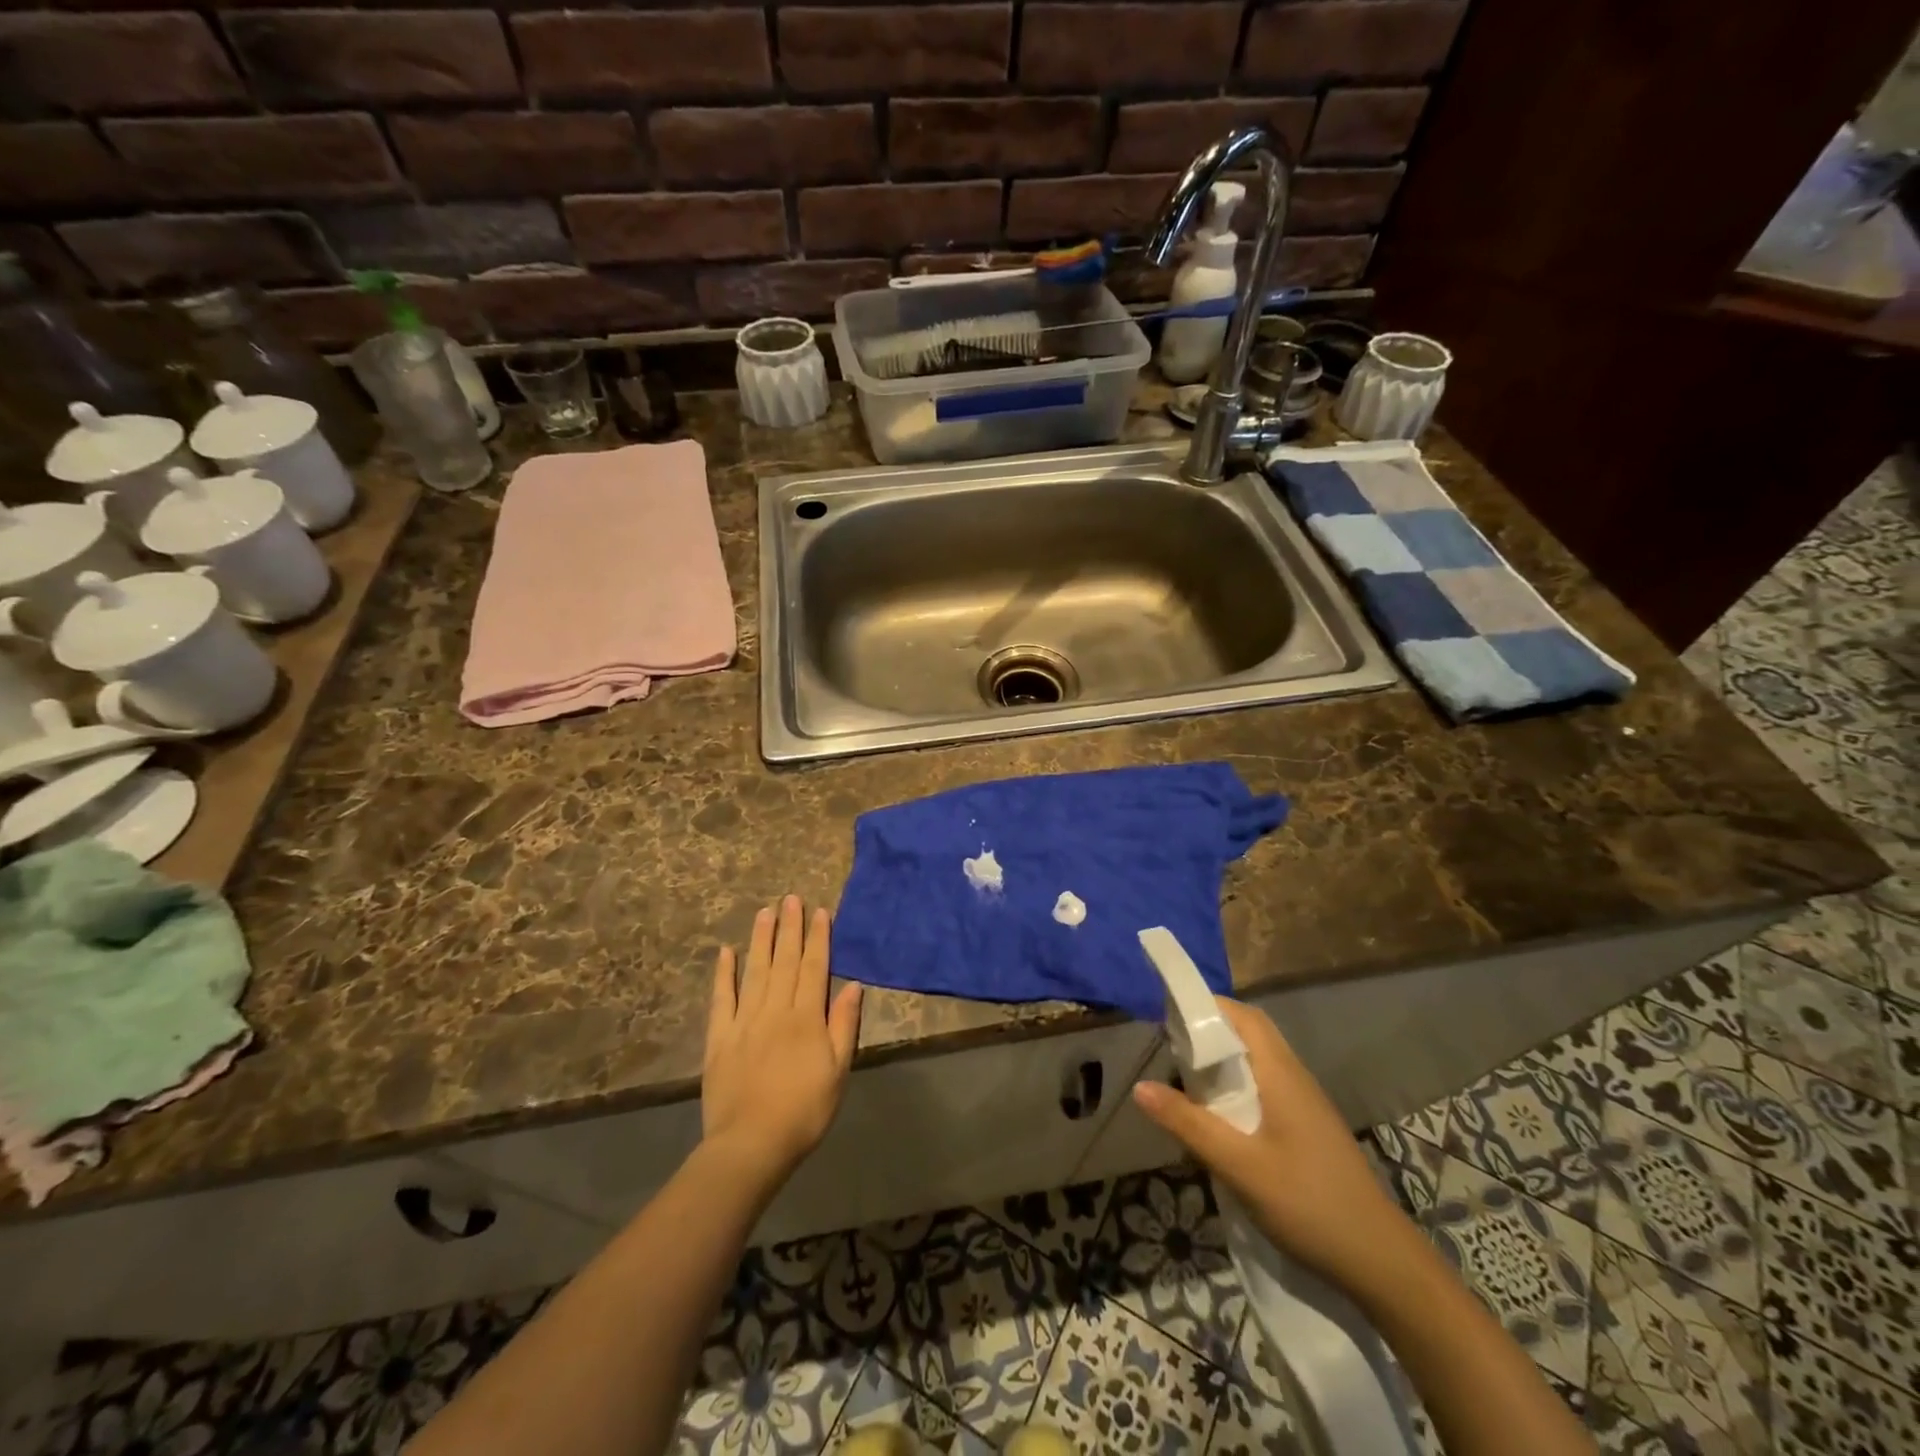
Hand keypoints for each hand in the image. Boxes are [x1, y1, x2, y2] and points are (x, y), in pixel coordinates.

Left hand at [703, 896, 863, 1184]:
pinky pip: (722, 999)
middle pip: (785, 961)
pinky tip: (726, 952)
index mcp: (806, 1017)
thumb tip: (853, 985)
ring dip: (761, 940)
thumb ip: (843, 1025)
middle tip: (790, 898)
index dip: (818, 938)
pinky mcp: (719, 1037)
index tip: (818, 911)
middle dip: (790, 928)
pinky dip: (723, 974)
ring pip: (755, 971)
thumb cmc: (804, 1111)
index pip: (814, 967)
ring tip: (765, 912)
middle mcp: (775, 1010)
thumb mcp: (838, 1071)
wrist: (752, 1145)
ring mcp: (744, 1021)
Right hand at [1132, 998, 1423, 1307]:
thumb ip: (1188, 1124)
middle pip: (1250, 1034)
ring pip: (1258, 1062)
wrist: (1380, 1262)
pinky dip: (1237, 1088)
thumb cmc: (1308, 1204)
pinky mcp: (1308, 1128)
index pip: (1243, 1017)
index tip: (1168, 1014)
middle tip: (1170, 1050)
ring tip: (1186, 1083)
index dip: (1207, 1006)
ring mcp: (1306, 1104)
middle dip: (1210, 1033)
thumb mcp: (1239, 1166)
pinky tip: (1220, 1121)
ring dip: (1223, 1063)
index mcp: (1281, 1074)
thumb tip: (1140, 1087)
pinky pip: (1266, 1088)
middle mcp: (1295, 1078)